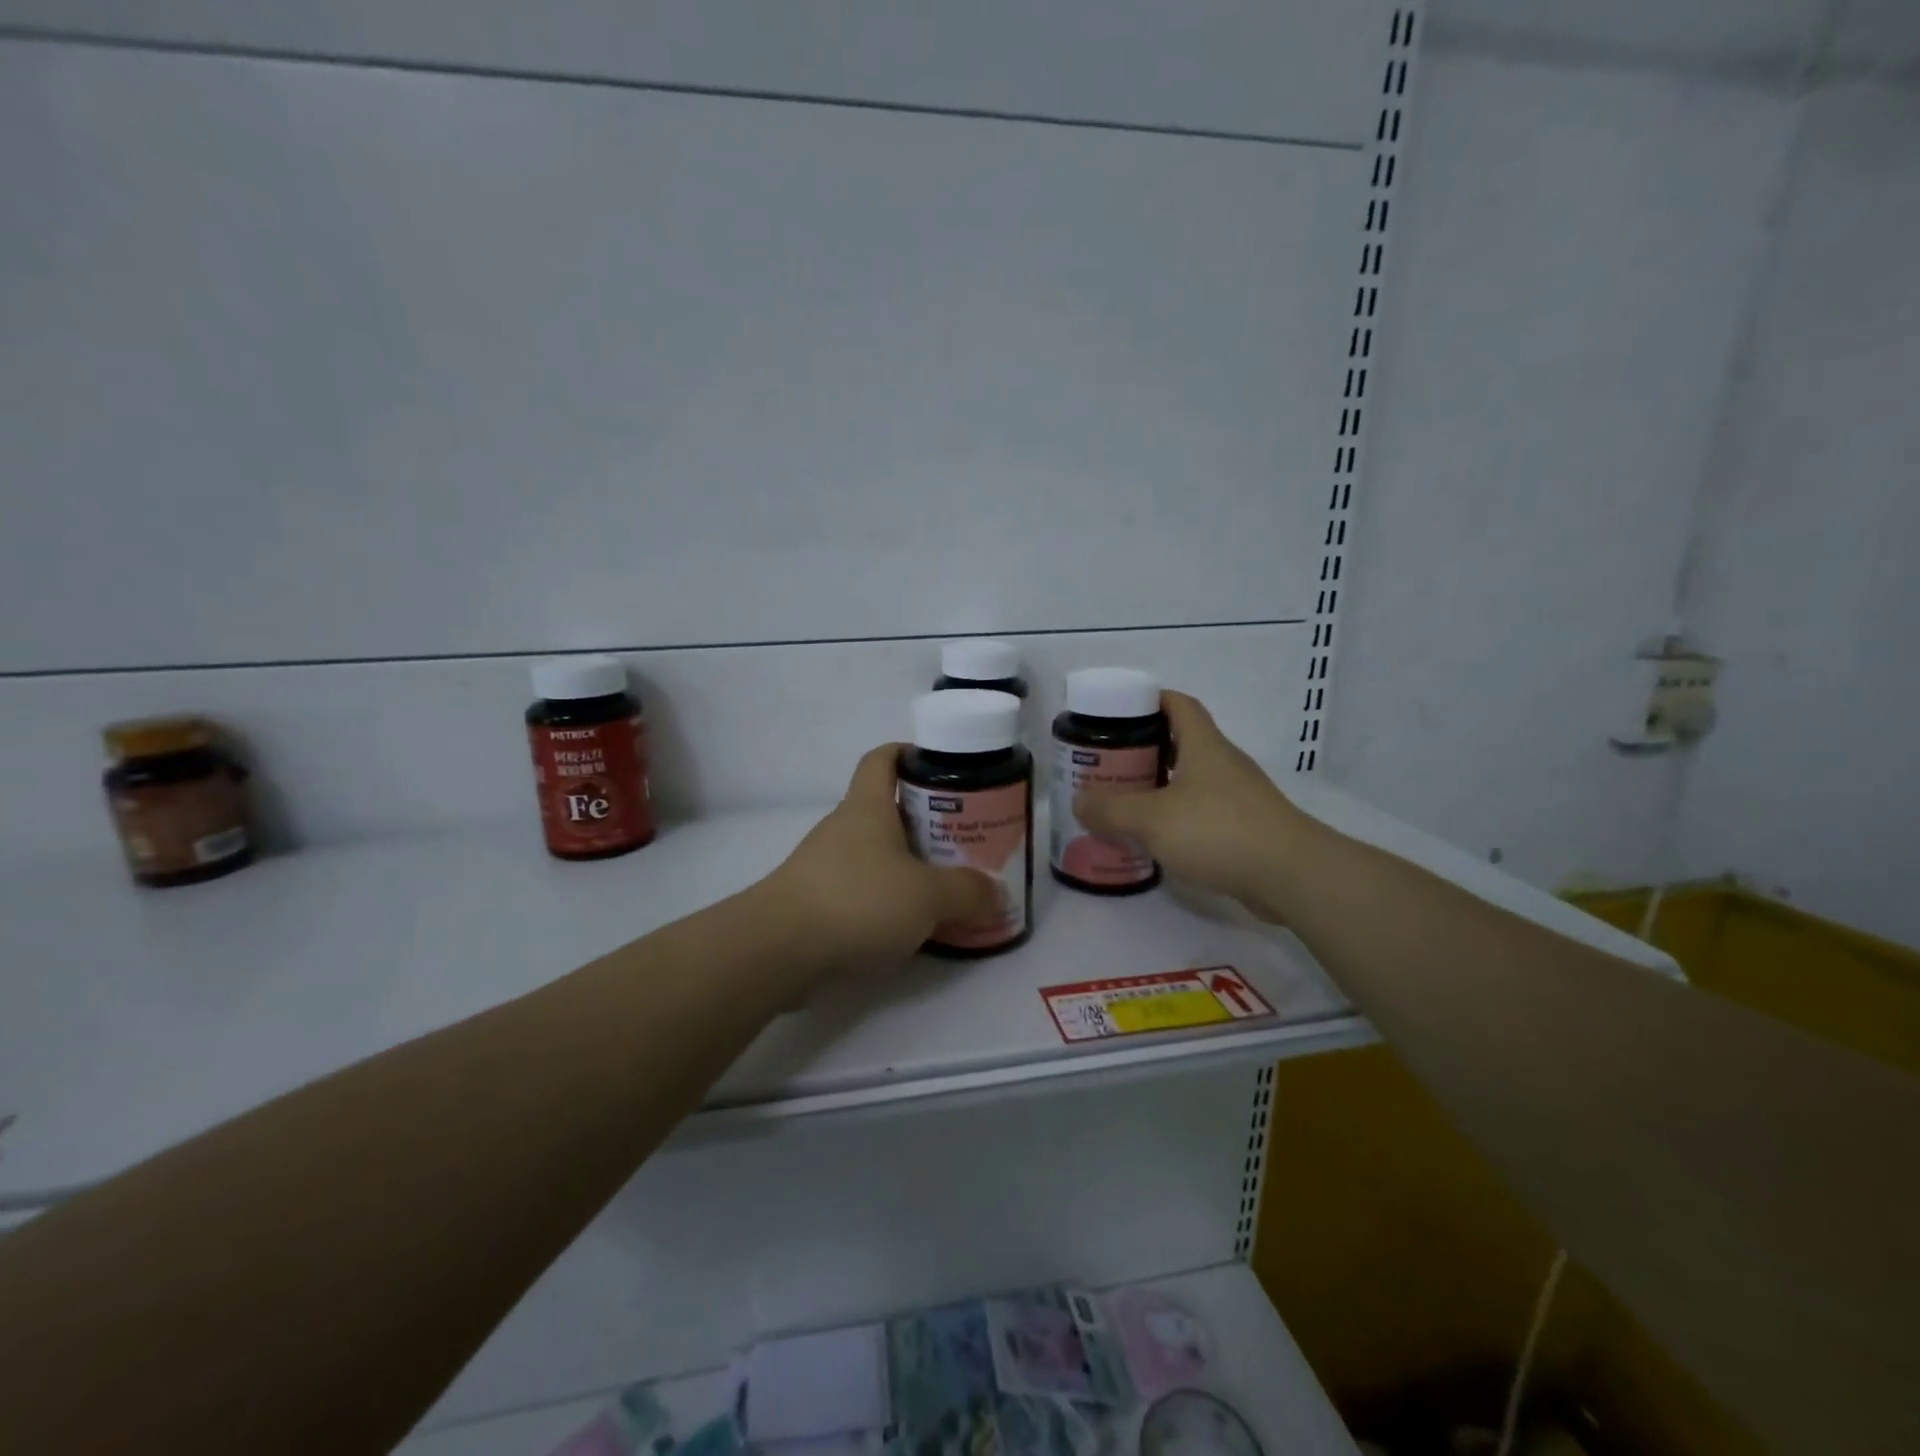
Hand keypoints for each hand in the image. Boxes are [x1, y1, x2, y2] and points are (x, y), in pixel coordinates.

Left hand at [760, 744, 999, 973]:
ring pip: (875, 854)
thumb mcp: (927, 895)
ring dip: (906, 865)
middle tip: (963, 841)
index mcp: (867, 807)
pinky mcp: (814, 902)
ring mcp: (824, 865)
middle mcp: (843, 828)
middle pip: (886, 810)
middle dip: (924, 822)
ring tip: (944, 888)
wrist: (777, 949)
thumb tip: (997, 895)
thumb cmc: (857, 900)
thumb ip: (967, 893)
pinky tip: (909, 925)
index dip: (908, 753)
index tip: (940, 767)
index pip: (882, 759)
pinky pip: (860, 890)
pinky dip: (886, 899)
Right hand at [1073, 691, 1312, 917]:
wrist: (1291, 876)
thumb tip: (1079, 801)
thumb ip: (1110, 809)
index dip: (1149, 700)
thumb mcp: (1151, 818)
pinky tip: (1155, 838)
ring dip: (1159, 786)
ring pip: (1191, 780)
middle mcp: (1223, 763)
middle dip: (1144, 749)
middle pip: (1181, 742)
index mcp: (1203, 745)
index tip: (1117, 712)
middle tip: (1108, 763)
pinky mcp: (1245, 829)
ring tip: (1123, 802)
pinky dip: (1176, 817)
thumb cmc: (1218, 831)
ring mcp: (1238, 797)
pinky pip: (1202, 812)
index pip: (1178, 704)